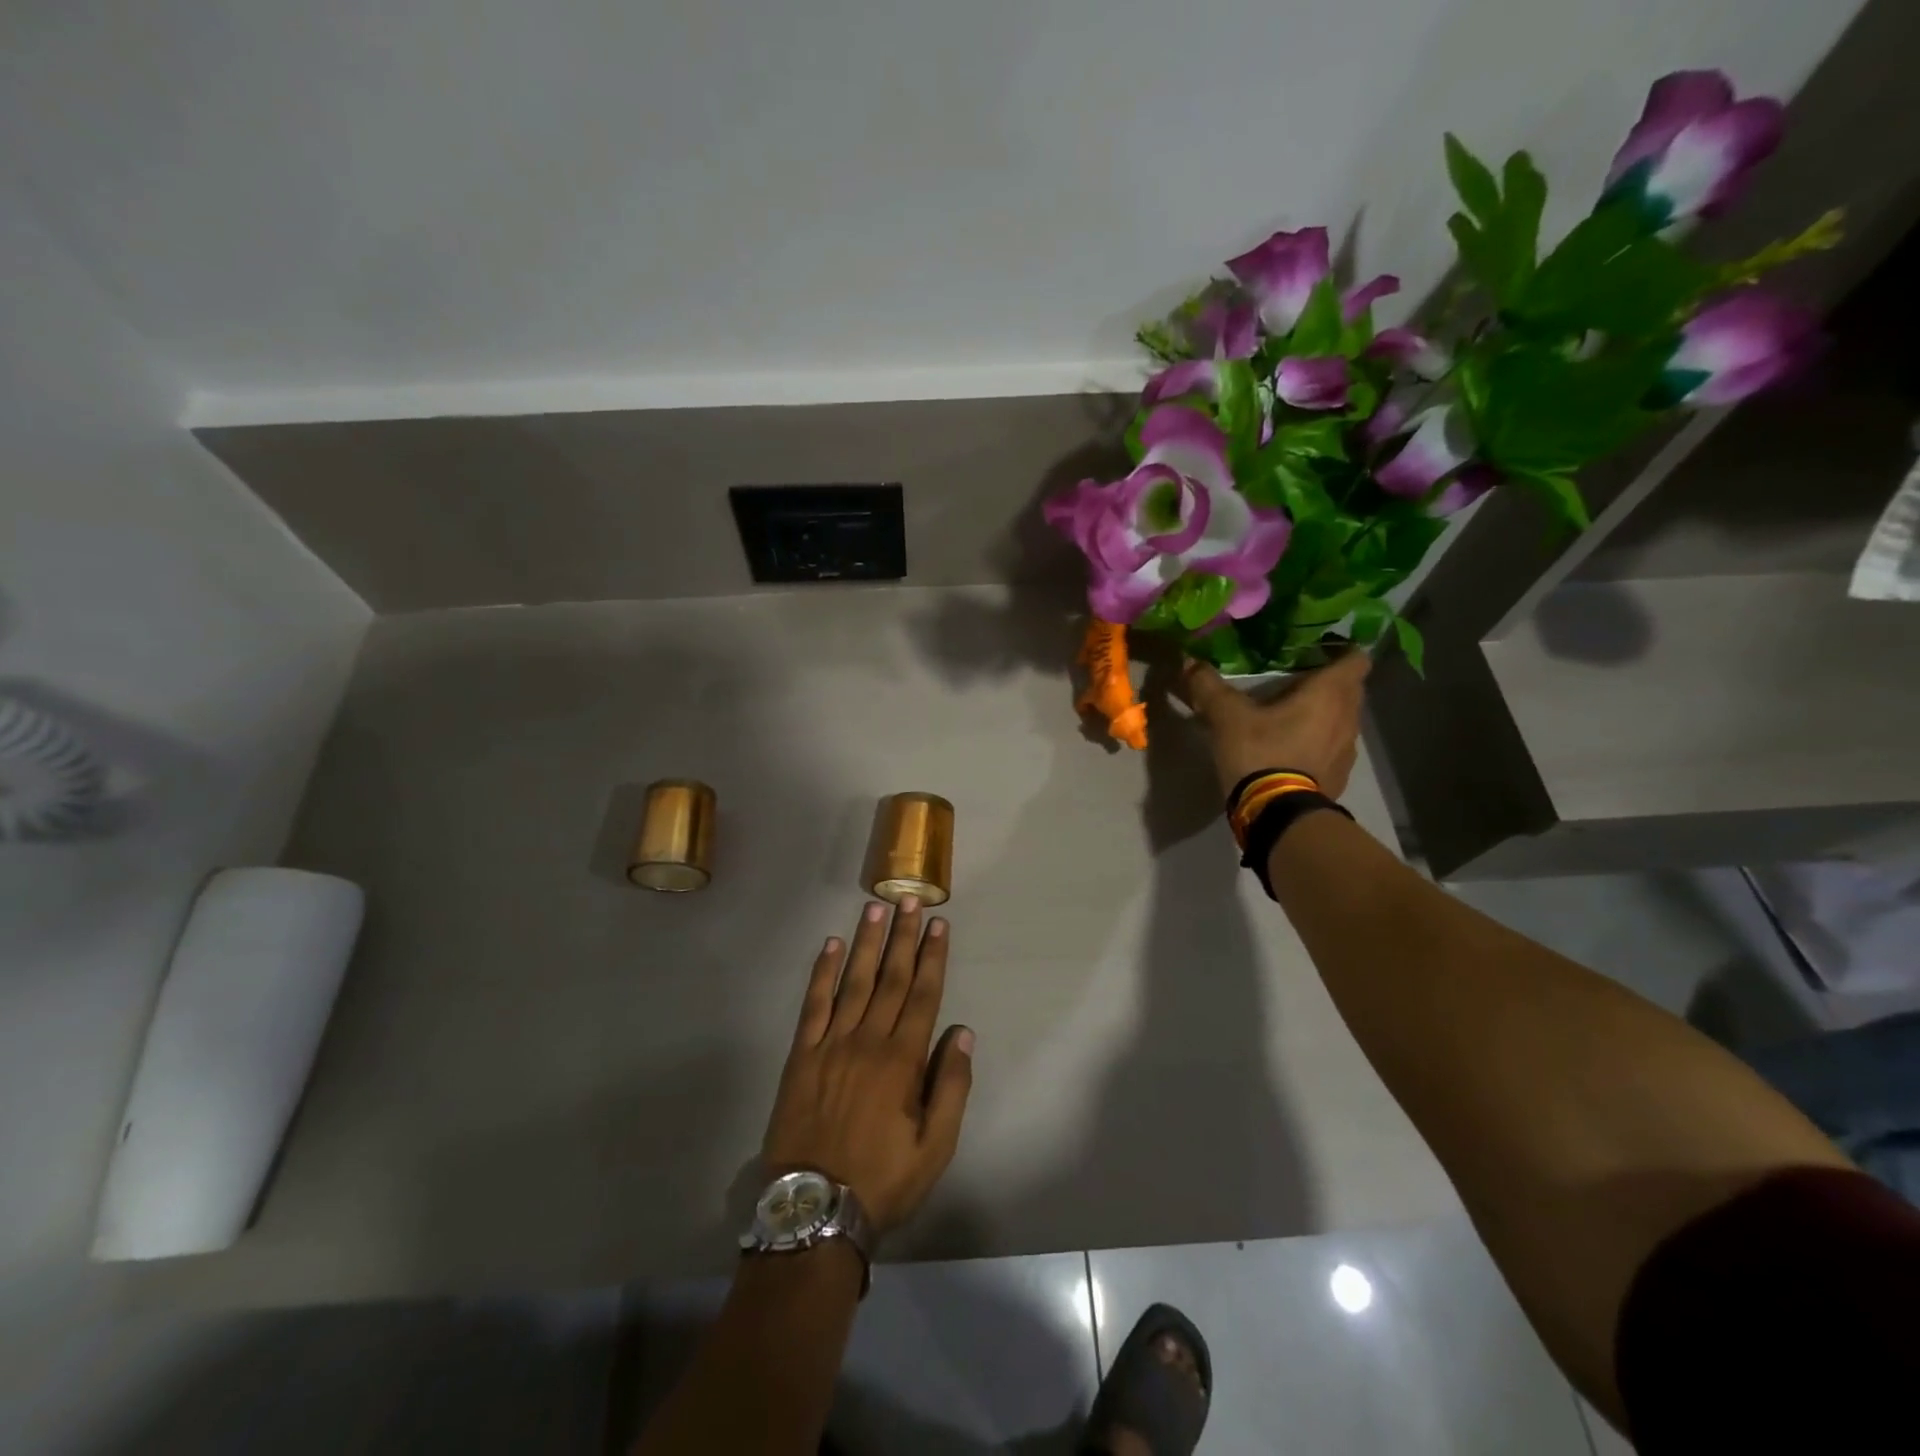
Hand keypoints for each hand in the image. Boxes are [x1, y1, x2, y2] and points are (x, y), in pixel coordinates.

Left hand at [762, 897, 973, 1233]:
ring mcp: (831, 1043)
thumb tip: (963, 1033)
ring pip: (854, 981)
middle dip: (904, 936)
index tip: (939, 924)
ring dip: (867, 942)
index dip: (933, 956)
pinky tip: (831, 946)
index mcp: (902, 1060)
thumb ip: (951, 1086)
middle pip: (891, 977)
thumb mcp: (935, 1147)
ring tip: (876, 908)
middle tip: (911, 900)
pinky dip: (822, 972)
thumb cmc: (882, 1178)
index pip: (923, 994)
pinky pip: (814, 1003)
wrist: (813, 1207)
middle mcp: (868, 1040)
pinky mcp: (802, 1053)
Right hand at [1181, 651, 1370, 798]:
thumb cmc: (1261, 753)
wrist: (1278, 815)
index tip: (1316, 650)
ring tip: (1291, 715)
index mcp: (1329, 693)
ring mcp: (1347, 749)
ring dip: (1324, 714)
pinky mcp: (1339, 775)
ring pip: (1342, 719)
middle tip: (1295, 679)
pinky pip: (1333, 747)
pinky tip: (1293, 749)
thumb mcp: (1226, 717)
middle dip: (1328, 681)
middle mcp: (1348, 717)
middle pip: (1350, 688)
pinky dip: (1319, 742)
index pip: (1355, 658)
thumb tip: (1189, 661)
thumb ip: (1209, 686)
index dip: (1340, 650)